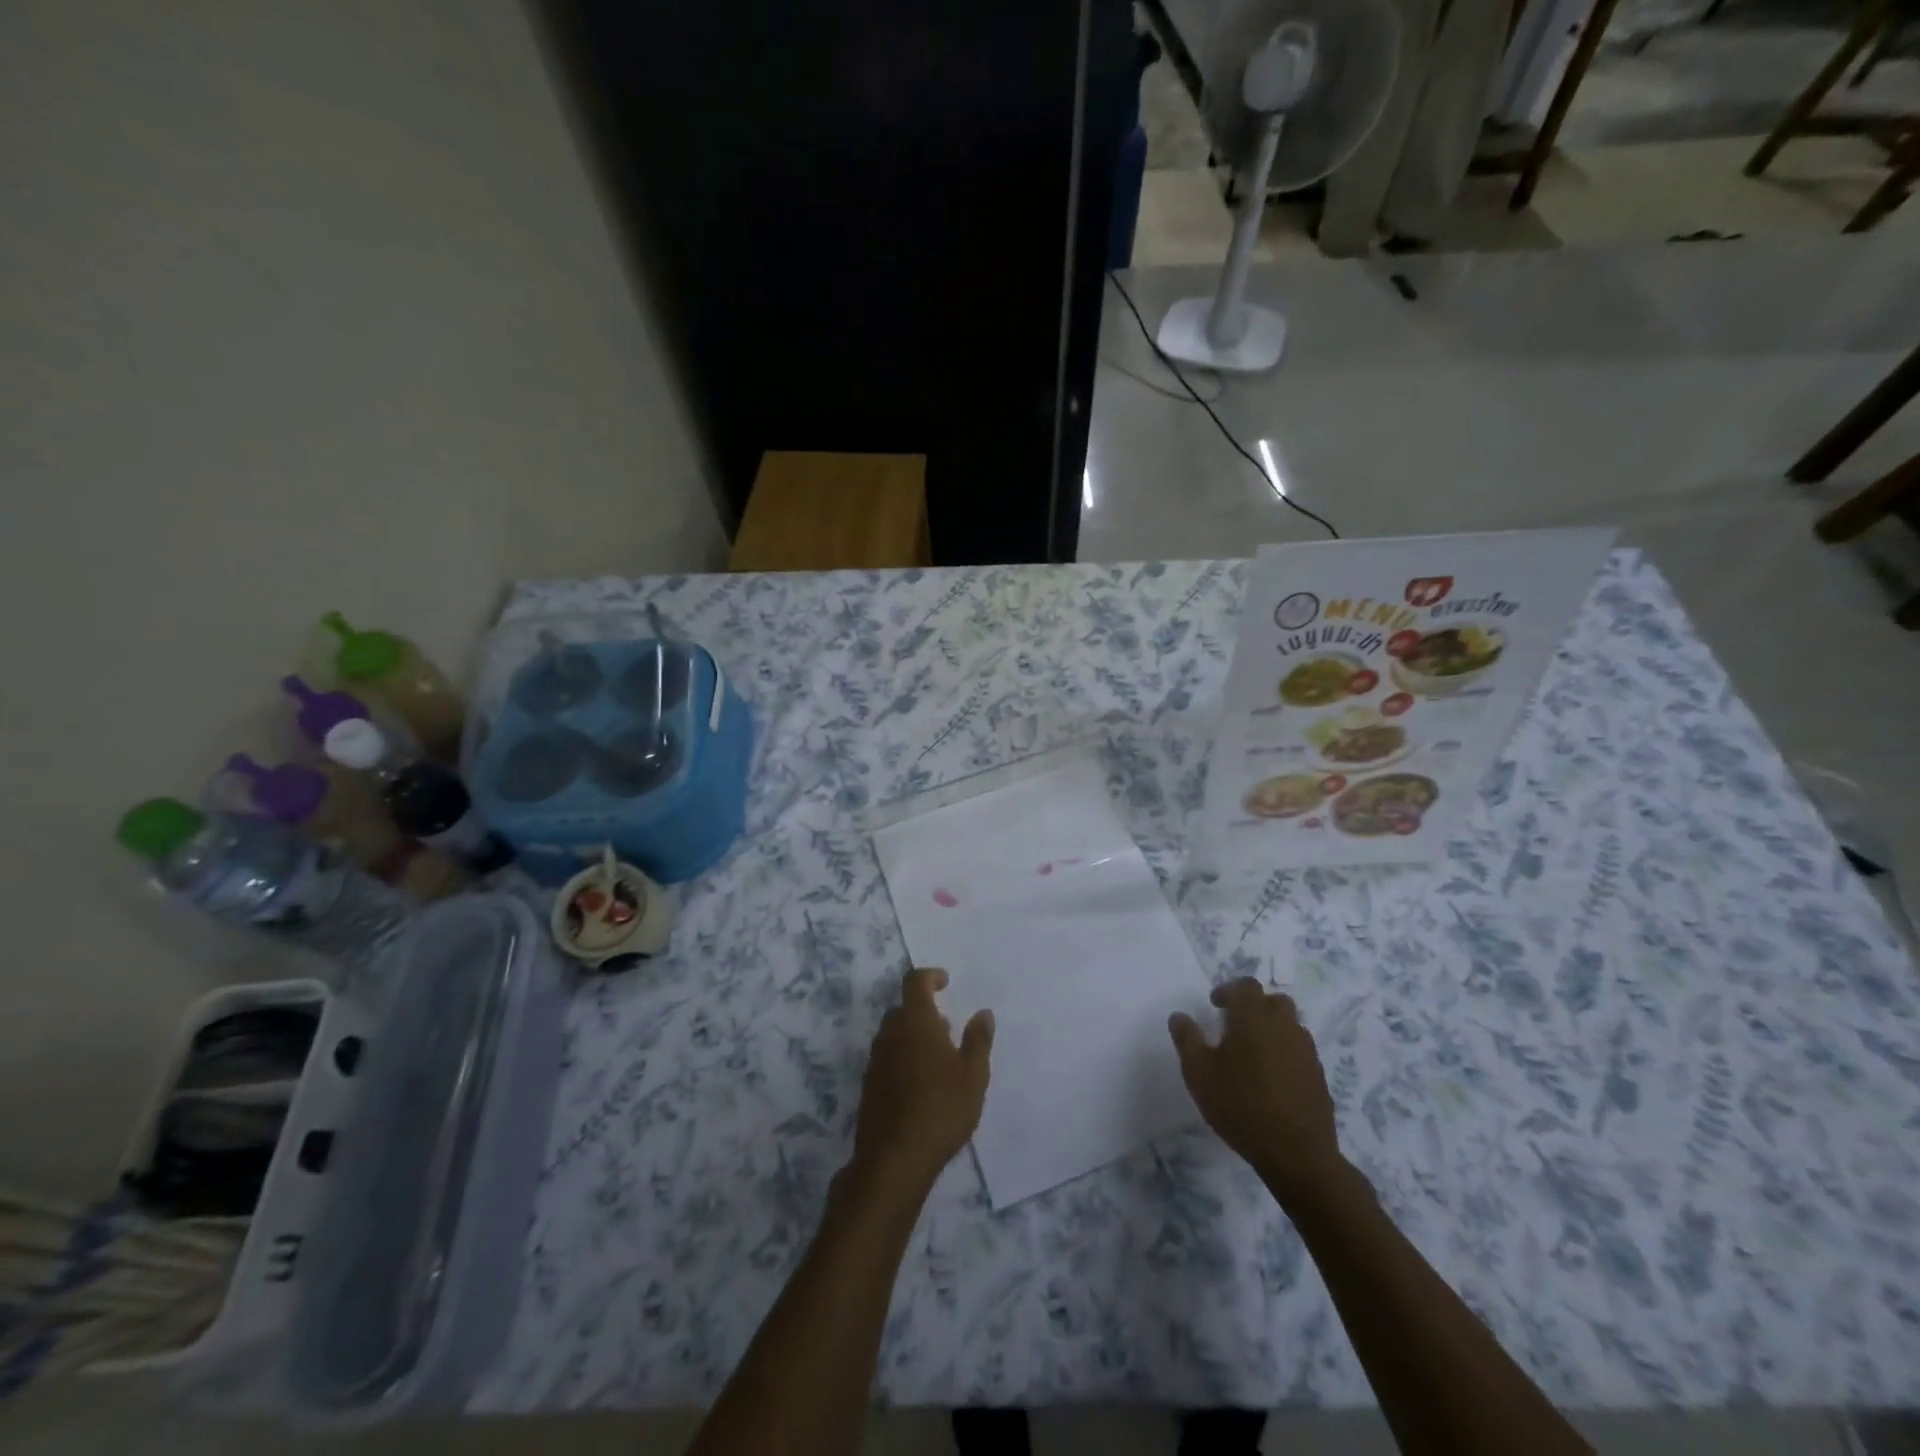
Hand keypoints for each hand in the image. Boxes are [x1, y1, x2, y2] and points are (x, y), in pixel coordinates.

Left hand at [850, 968, 992, 1197]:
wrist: (894, 1159)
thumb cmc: (941, 1109)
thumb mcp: (973, 1075)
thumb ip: (978, 1040)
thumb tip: (983, 1013)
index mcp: (915, 1022)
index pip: (915, 982)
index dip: (930, 976)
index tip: (945, 982)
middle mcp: (890, 1034)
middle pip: (903, 1009)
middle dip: (924, 1011)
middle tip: (947, 1028)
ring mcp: (875, 1060)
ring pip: (894, 1035)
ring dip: (913, 1036)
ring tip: (938, 1060)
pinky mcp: (869, 1086)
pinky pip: (887, 1058)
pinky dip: (903, 1058)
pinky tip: (921, 1085)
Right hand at [1170, 978, 1342, 1199]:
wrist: (1296, 1153)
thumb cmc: (1240, 1105)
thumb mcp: (1198, 1073)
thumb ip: (1187, 1039)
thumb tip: (1179, 1016)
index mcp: (1253, 1017)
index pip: (1245, 986)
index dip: (1229, 990)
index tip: (1214, 1005)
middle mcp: (1283, 1025)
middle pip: (1273, 1000)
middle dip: (1254, 1006)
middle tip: (1235, 1025)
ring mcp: (1305, 1050)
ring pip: (1290, 1024)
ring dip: (1272, 1027)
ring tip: (1253, 1051)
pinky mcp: (1318, 1074)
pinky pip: (1300, 1049)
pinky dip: (1285, 1051)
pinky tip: (1272, 1076)